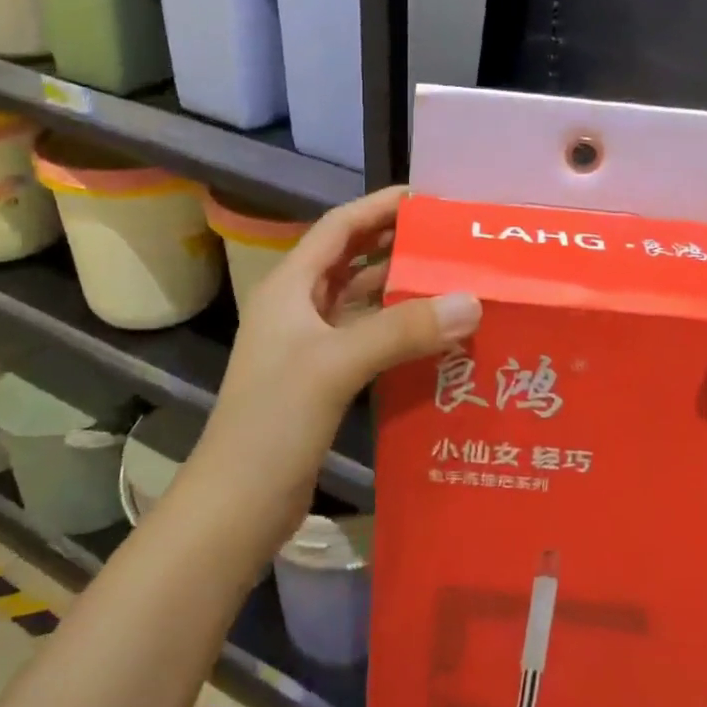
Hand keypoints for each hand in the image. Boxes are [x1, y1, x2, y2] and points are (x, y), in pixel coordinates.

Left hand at [178, 186, 480, 560]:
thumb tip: (472, 300)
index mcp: (290, 287)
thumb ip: (402, 329)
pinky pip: (368, 337)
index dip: (379, 206)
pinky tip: (436, 335)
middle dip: (397, 244)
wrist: (235, 507)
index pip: (339, 227)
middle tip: (451, 240)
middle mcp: (299, 307)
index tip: (427, 198)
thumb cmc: (273, 422)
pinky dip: (399, 330)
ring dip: (401, 289)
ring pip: (362, 301)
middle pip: (353, 259)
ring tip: (454, 281)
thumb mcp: (336, 365)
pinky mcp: (324, 378)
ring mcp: (310, 344)